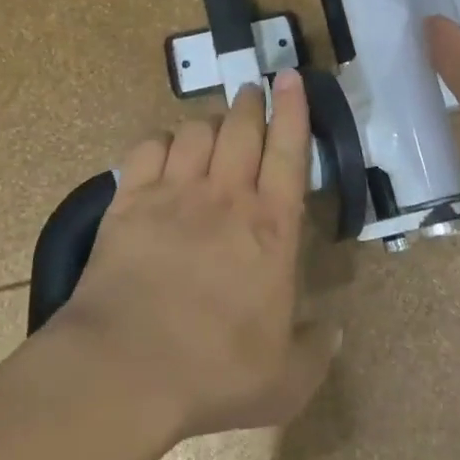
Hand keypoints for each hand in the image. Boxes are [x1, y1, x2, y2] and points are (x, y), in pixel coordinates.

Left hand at [61, 70, 339, 441]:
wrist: (124, 369)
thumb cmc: (213, 372)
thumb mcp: (285, 382)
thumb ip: (315, 352)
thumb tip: (336, 331)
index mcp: (270, 228)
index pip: (289, 151)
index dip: (293, 109)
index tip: (291, 78)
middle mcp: (226, 196)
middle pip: (241, 127)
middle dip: (250, 102)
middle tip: (253, 93)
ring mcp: (174, 193)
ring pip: (195, 130)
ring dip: (208, 123)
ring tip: (211, 129)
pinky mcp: (129, 201)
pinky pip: (147, 148)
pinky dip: (160, 141)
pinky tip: (163, 152)